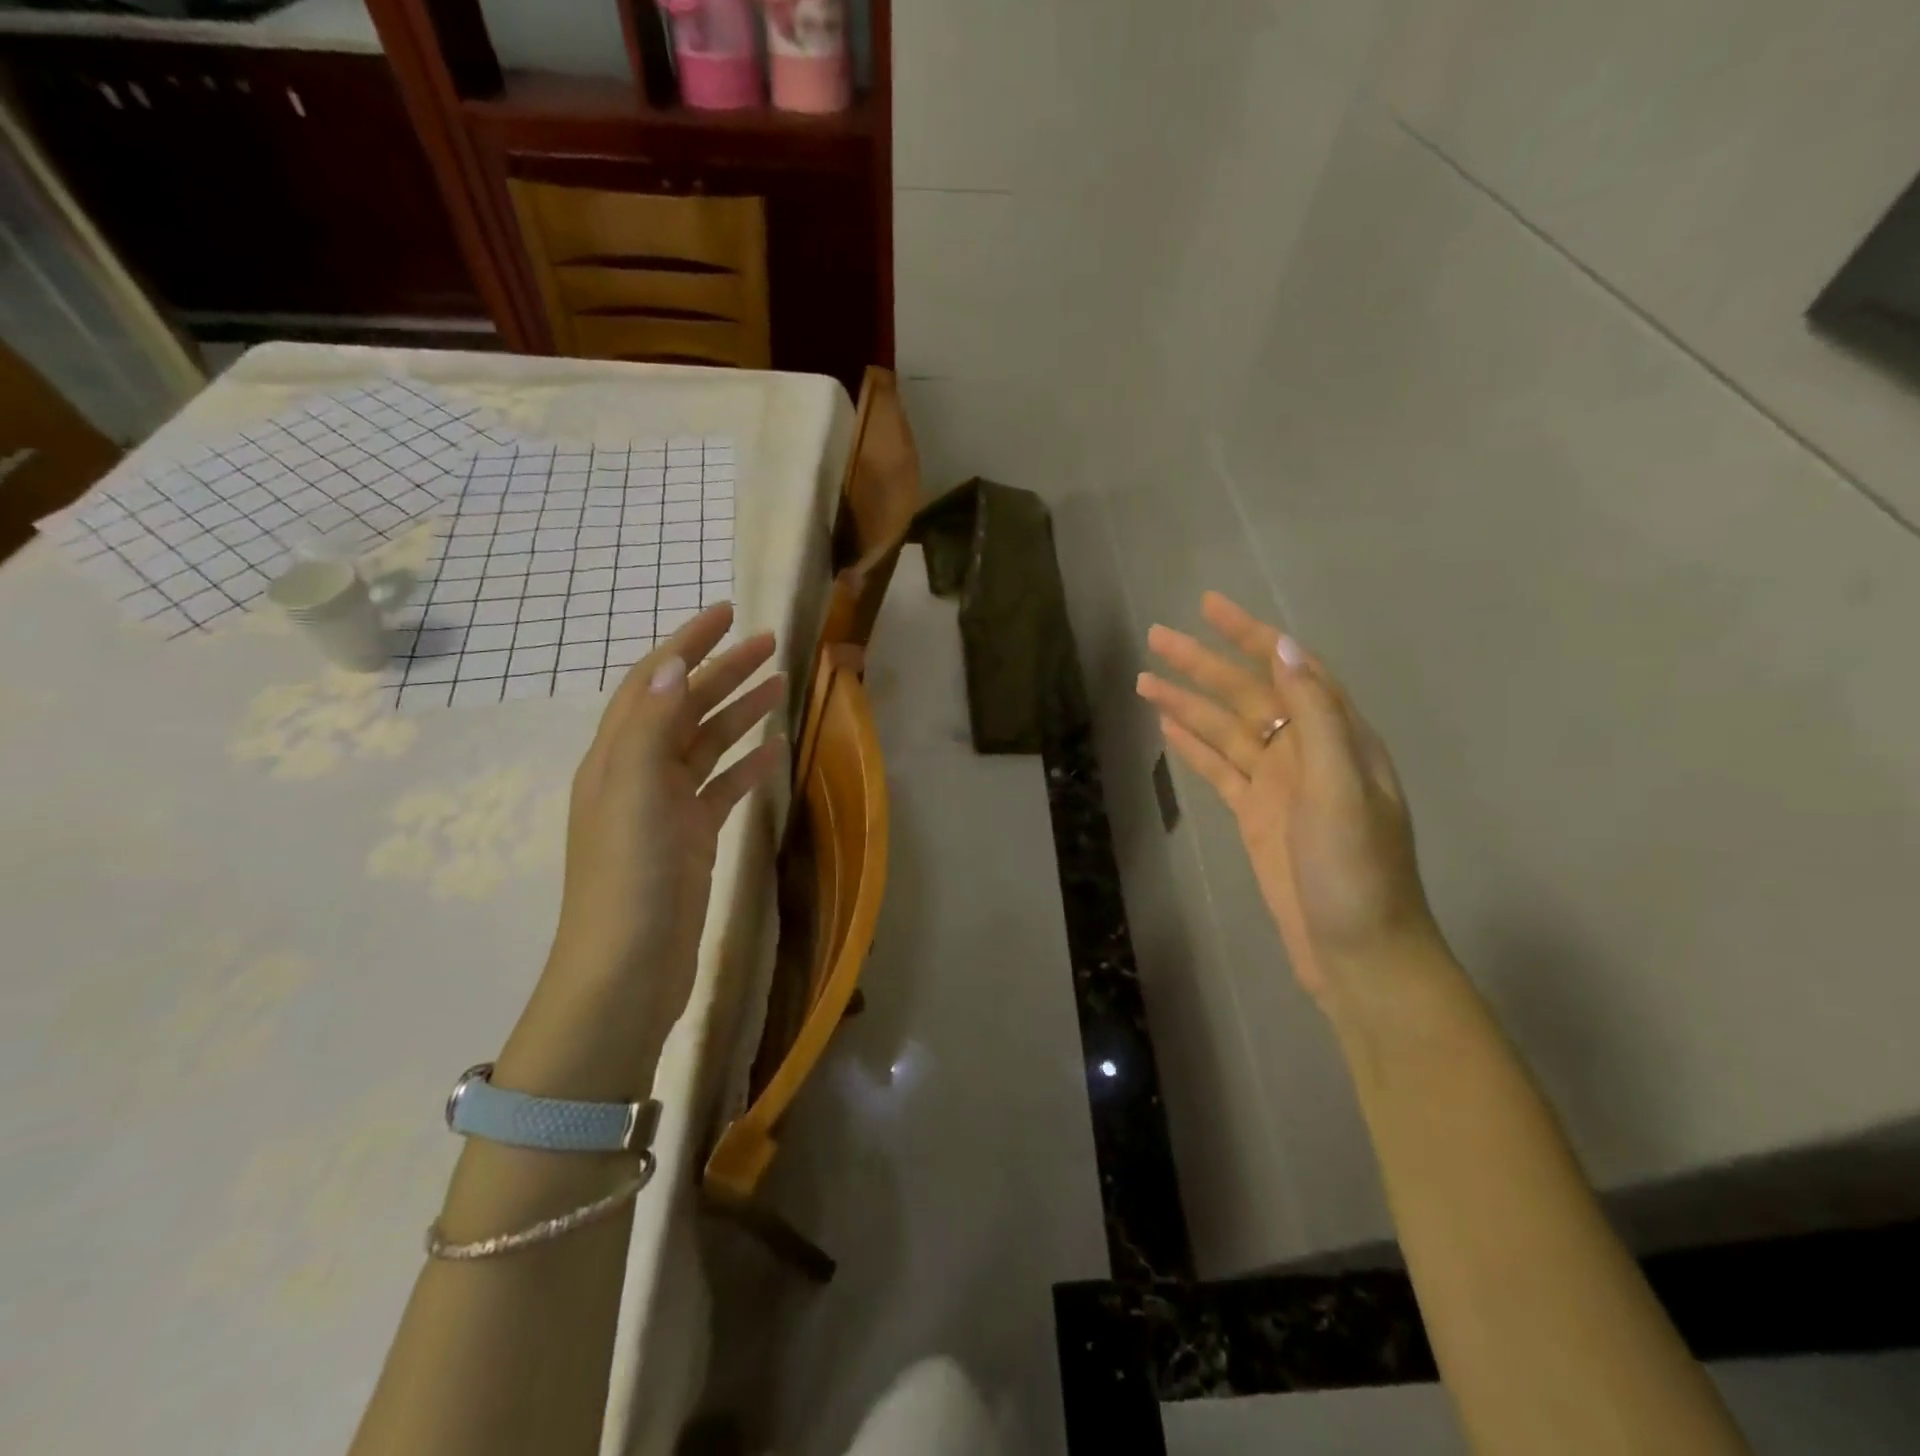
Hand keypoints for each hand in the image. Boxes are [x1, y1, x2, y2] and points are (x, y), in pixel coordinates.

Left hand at [499, 604, 786, 1097]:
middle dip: (724, 670)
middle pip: (686, 706)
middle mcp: (638, 773)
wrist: (627, 969)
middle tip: (771, 643)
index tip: (727, 612)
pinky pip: (722, 787)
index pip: (654, 681)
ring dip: (740, 711)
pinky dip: (746, 764)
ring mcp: (666, 808)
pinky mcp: (692, 839)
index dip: (688, 642)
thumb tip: (677, 661)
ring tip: (780, 686)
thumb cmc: (629, 876)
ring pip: (707, 744)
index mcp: (617, 755)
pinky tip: (774, 751)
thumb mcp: (634, 790)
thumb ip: (652, 723)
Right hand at [1136, 592, 1440, 1007]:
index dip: (1250, 634)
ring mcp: (1278, 785)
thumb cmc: (1357, 872)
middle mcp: (1306, 752)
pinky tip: (1168, 727)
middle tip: (1157, 637)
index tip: (1209, 606)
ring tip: (1145, 680)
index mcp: (1336, 737)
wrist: (1359, 952)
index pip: (1288, 668)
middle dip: (1203, 664)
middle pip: (1246, 694)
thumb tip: (1285, 648)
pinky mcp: (1255, 816)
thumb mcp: (1341, 789)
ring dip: (1188, 703)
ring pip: (1225, 730)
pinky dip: (1193, 746)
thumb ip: (1314, 717)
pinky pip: (1219, 769)